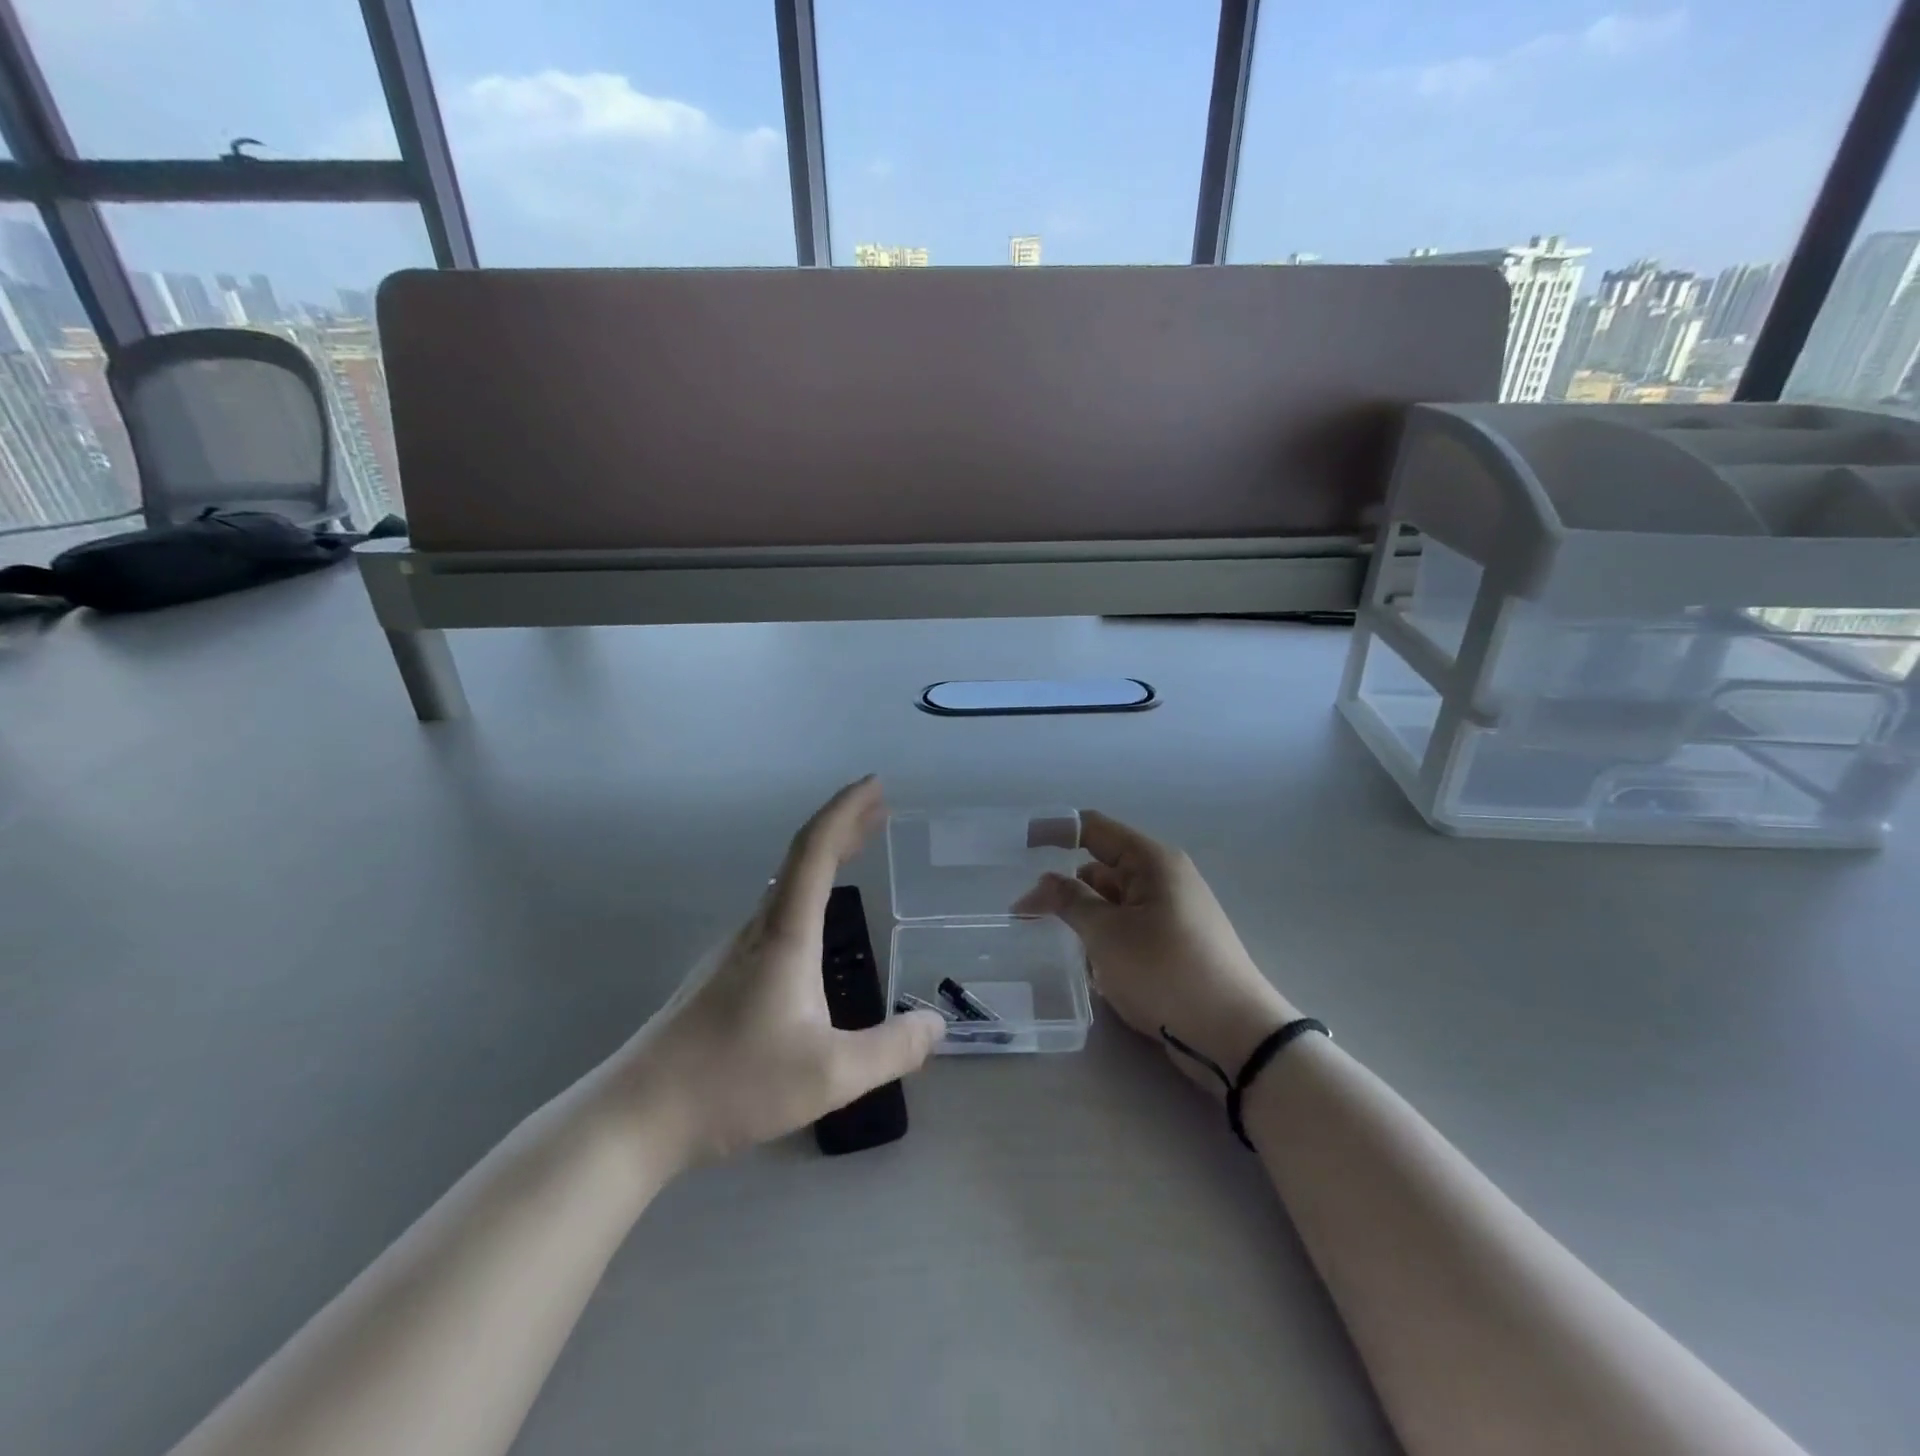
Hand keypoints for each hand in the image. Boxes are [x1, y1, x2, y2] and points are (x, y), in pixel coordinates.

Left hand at [614, 777, 945, 1167]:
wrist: (637, 1115)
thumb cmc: (733, 1083)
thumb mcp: (830, 1075)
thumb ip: (891, 1049)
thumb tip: (936, 1025)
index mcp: (785, 935)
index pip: (815, 851)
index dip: (846, 811)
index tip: (874, 785)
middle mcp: (758, 929)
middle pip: (802, 857)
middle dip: (842, 826)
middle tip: (879, 807)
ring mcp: (734, 950)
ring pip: (786, 884)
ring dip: (824, 858)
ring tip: (857, 851)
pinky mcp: (722, 974)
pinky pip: (776, 911)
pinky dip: (808, 892)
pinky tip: (817, 923)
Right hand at [1013, 811, 1295, 1095]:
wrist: (1233, 1036)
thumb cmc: (1166, 972)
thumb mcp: (1107, 934)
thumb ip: (1070, 901)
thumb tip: (1045, 881)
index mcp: (1152, 861)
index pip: (1093, 829)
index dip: (1053, 831)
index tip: (1016, 844)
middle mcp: (1162, 879)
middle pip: (1100, 868)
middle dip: (1064, 888)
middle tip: (1022, 914)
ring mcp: (1170, 913)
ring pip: (1111, 903)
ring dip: (1083, 920)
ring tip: (1052, 944)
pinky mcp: (1172, 945)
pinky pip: (1126, 929)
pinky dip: (1104, 941)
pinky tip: (1089, 968)